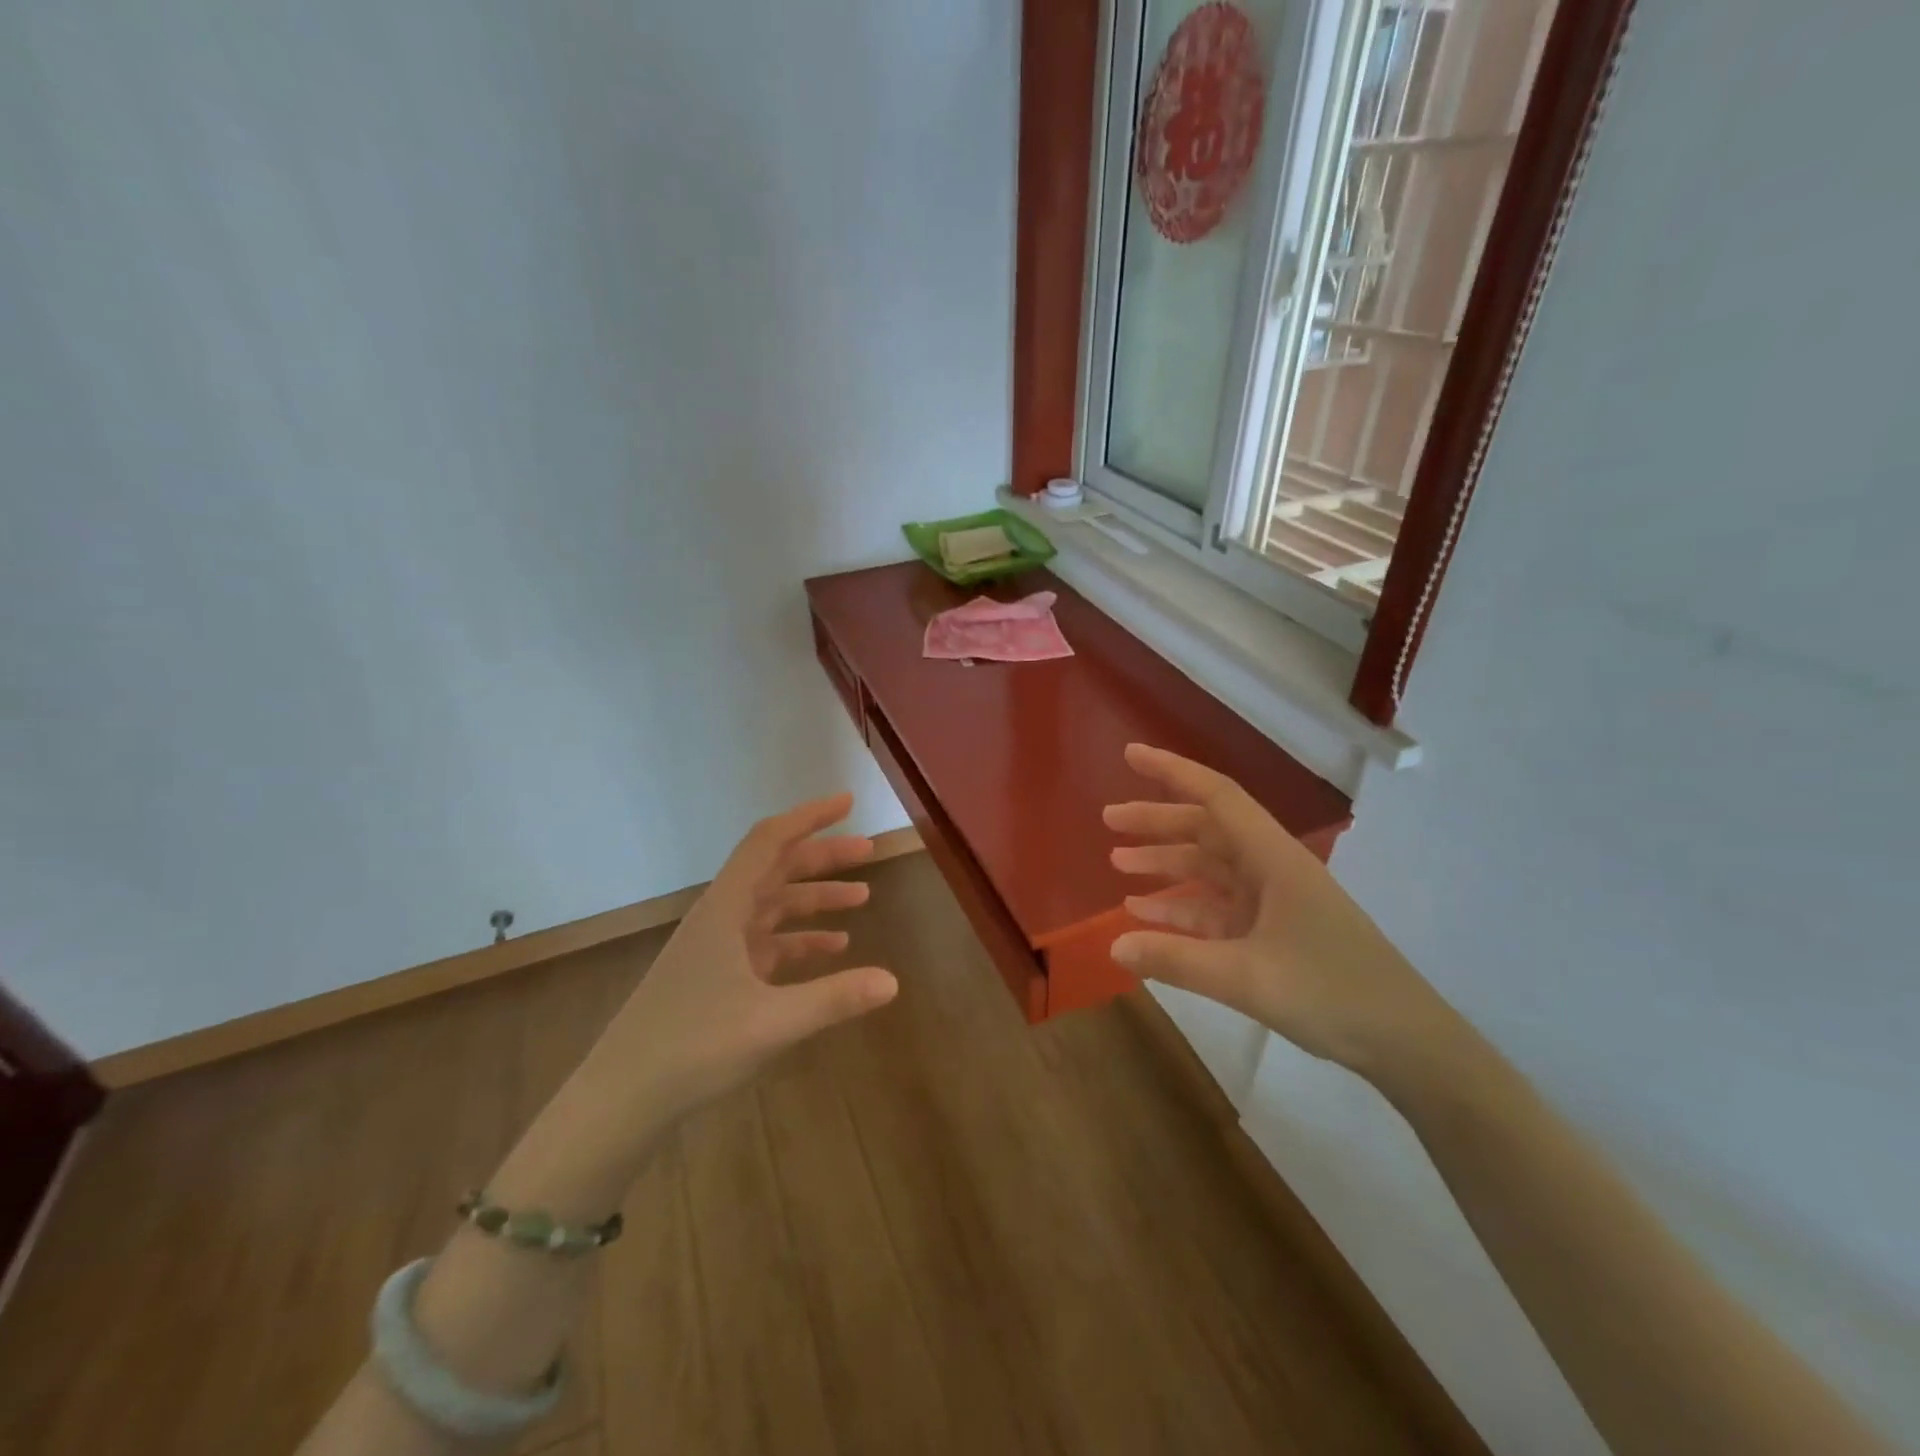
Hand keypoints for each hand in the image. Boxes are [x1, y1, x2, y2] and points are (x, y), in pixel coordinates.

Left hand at [592, 792, 897, 1127]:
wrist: (621, 1098)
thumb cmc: (691, 1047)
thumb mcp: (771, 1023)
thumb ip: (834, 998)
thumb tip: (893, 982)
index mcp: (725, 909)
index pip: (769, 842)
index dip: (809, 817)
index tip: (847, 802)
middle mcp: (721, 917)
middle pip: (776, 869)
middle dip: (822, 857)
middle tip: (868, 850)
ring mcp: (717, 948)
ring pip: (773, 906)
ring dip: (815, 898)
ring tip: (862, 898)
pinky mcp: (717, 976)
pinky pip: (767, 942)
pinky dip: (799, 938)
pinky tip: (831, 949)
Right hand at [1104, 744, 1463, 1081]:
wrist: (1404, 1041)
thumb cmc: (1332, 993)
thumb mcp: (1247, 978)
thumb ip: (1176, 960)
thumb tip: (1113, 945)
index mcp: (1273, 858)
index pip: (1216, 797)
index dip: (1172, 771)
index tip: (1130, 754)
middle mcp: (1271, 868)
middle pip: (1206, 830)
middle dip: (1156, 821)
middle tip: (1108, 819)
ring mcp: (1272, 901)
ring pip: (1208, 868)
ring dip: (1165, 863)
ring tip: (1117, 862)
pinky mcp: (1271, 931)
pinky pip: (1216, 908)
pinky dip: (1181, 907)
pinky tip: (1146, 915)